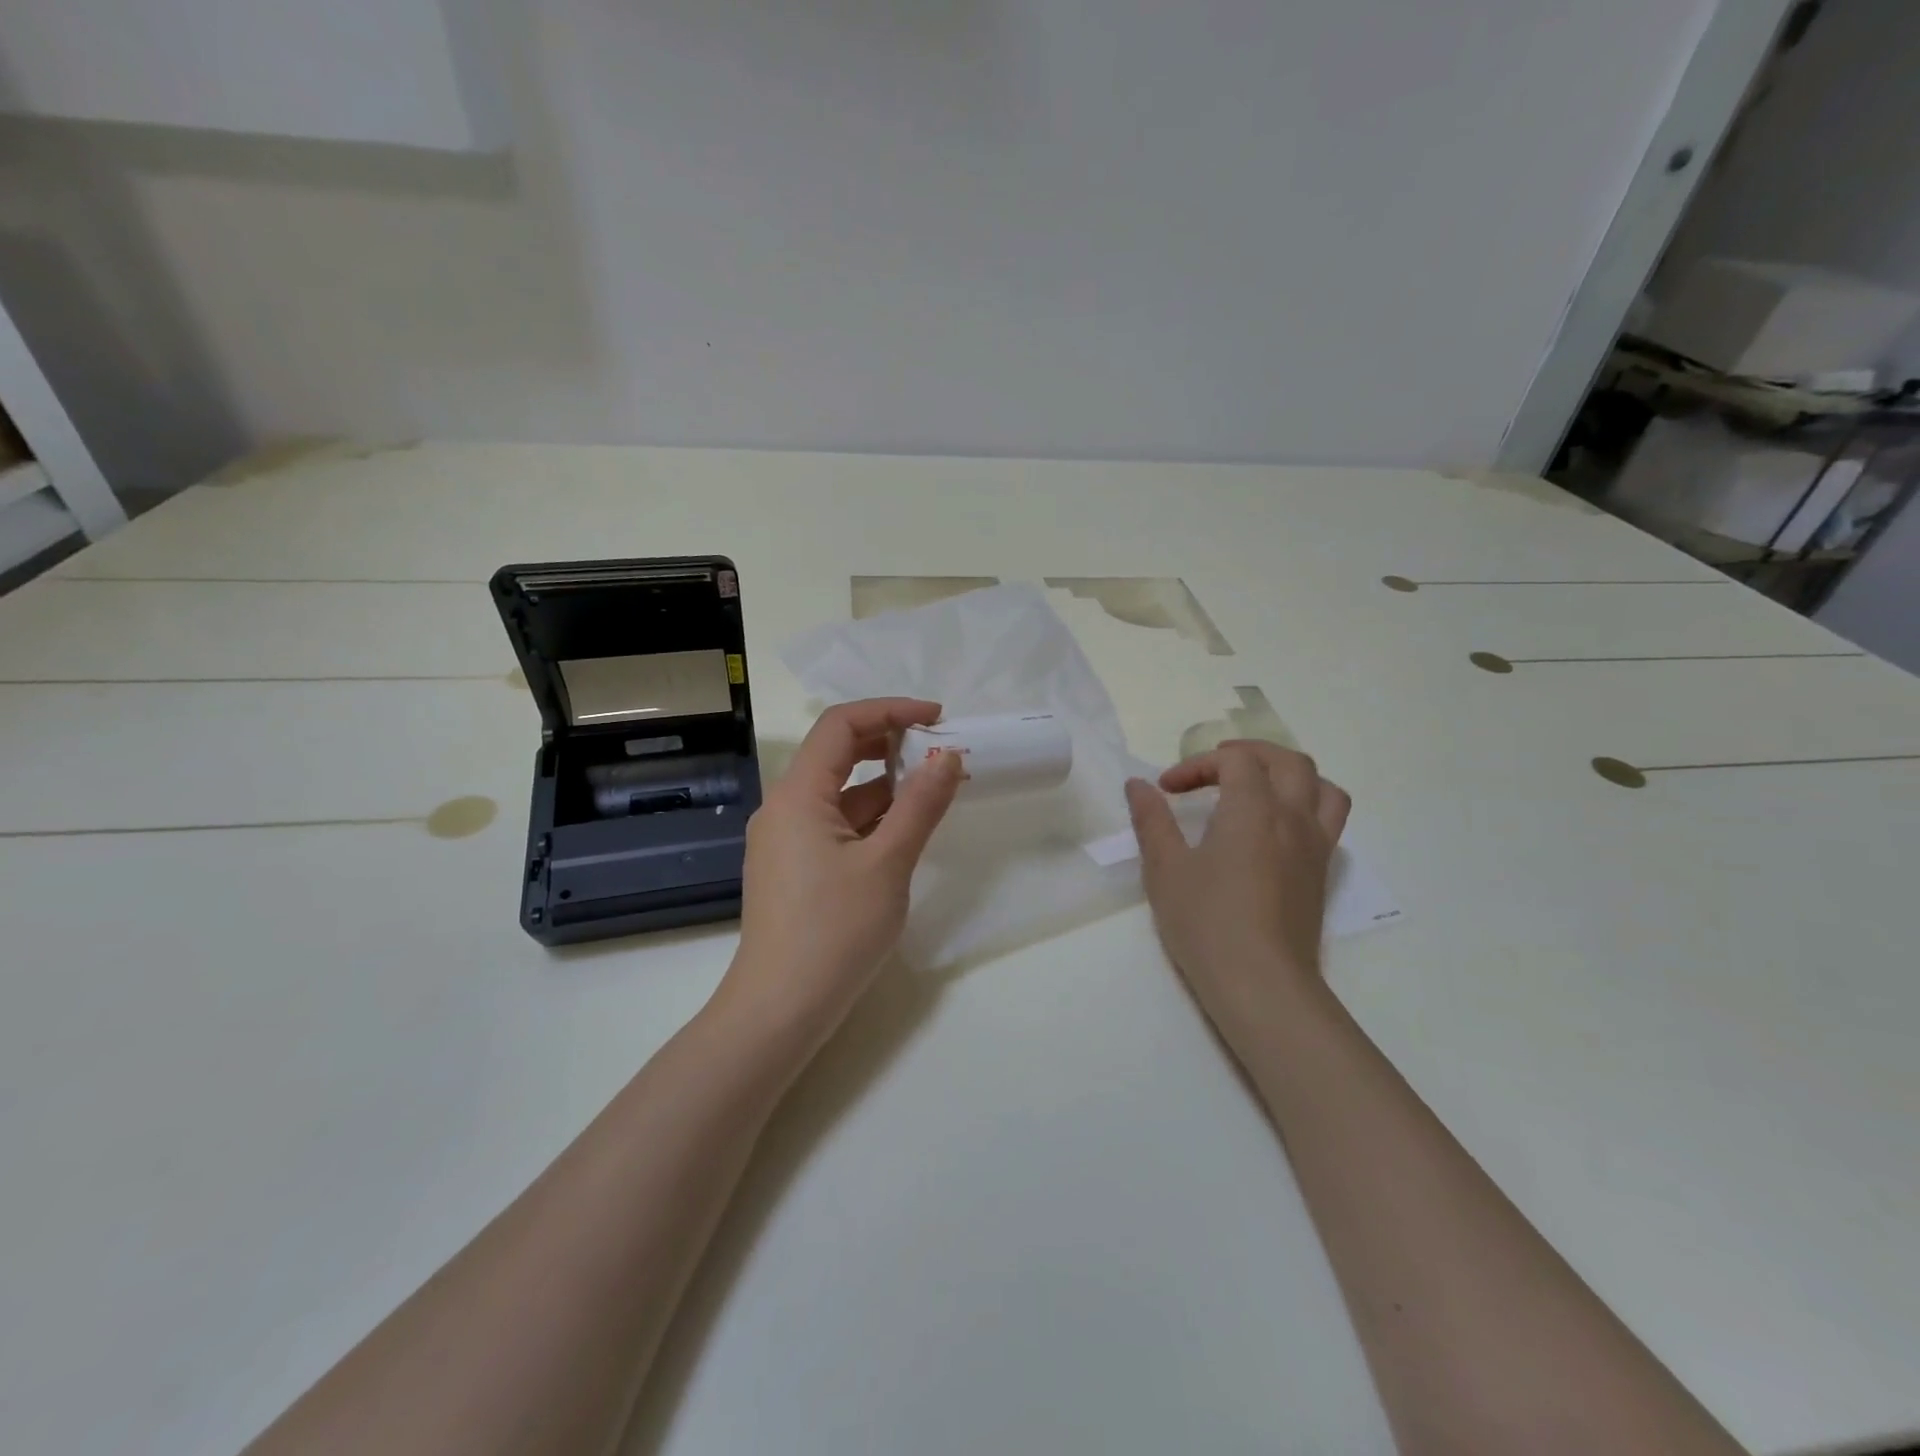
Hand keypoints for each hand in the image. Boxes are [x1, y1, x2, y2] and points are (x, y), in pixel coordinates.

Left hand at [723, 698, 963, 1043]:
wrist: (780, 1010)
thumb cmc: (834, 931)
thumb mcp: (888, 863)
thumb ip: (921, 804)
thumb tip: (948, 756)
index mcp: (798, 795)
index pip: (841, 725)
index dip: (890, 711)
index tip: (938, 718)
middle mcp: (784, 808)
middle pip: (837, 754)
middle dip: (890, 745)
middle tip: (940, 752)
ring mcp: (786, 840)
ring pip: (839, 793)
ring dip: (885, 785)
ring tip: (934, 789)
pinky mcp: (794, 868)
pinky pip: (835, 825)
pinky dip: (871, 818)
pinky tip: (904, 830)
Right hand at [1125, 742, 1350, 1045]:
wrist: (1261, 984)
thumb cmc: (1207, 922)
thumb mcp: (1166, 868)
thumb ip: (1152, 820)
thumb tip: (1138, 785)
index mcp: (1252, 809)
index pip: (1233, 762)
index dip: (1197, 765)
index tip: (1167, 790)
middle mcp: (1292, 818)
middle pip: (1287, 761)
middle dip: (1248, 754)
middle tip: (1214, 768)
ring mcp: (1315, 846)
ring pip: (1321, 786)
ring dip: (1288, 774)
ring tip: (1258, 787)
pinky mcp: (1322, 873)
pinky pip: (1329, 819)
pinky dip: (1307, 804)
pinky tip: (1277, 828)